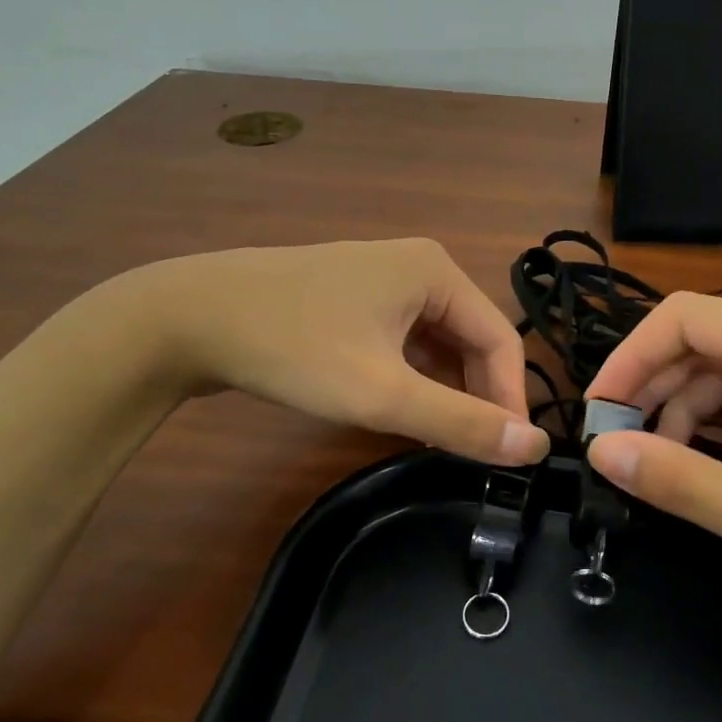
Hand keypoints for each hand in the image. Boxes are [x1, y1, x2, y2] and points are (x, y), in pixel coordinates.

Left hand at [108, 239, 550, 465]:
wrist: (188, 317)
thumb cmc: (293, 349)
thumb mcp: (381, 393)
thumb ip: (460, 421)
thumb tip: (534, 445)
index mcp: (437, 272)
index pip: (502, 340)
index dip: (510, 400)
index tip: (508, 456)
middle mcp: (420, 265)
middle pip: (472, 338)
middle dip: (476, 395)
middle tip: (471, 452)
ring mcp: (384, 278)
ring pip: (438, 341)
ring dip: (446, 389)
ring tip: (440, 437)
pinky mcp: (356, 295)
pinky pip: (407, 338)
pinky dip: (414, 375)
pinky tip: (403, 407)